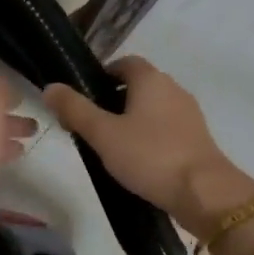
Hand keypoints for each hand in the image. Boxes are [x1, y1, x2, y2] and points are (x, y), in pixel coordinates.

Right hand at [43, 57, 253, 234]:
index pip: (124, 63)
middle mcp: (173, 88)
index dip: (102, 76)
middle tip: (91, 126)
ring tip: (111, 147)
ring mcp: (189, 113)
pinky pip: (166, 128)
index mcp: (151, 79)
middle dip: (113, 100)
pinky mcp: (197, 138)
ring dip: (132, 120)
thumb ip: (75, 109)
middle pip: (138, 85)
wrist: (203, 192)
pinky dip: (150, 136)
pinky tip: (138, 160)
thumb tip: (50, 87)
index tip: (84, 99)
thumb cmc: (149, 155)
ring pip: (153, 108)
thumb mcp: (103, 133)